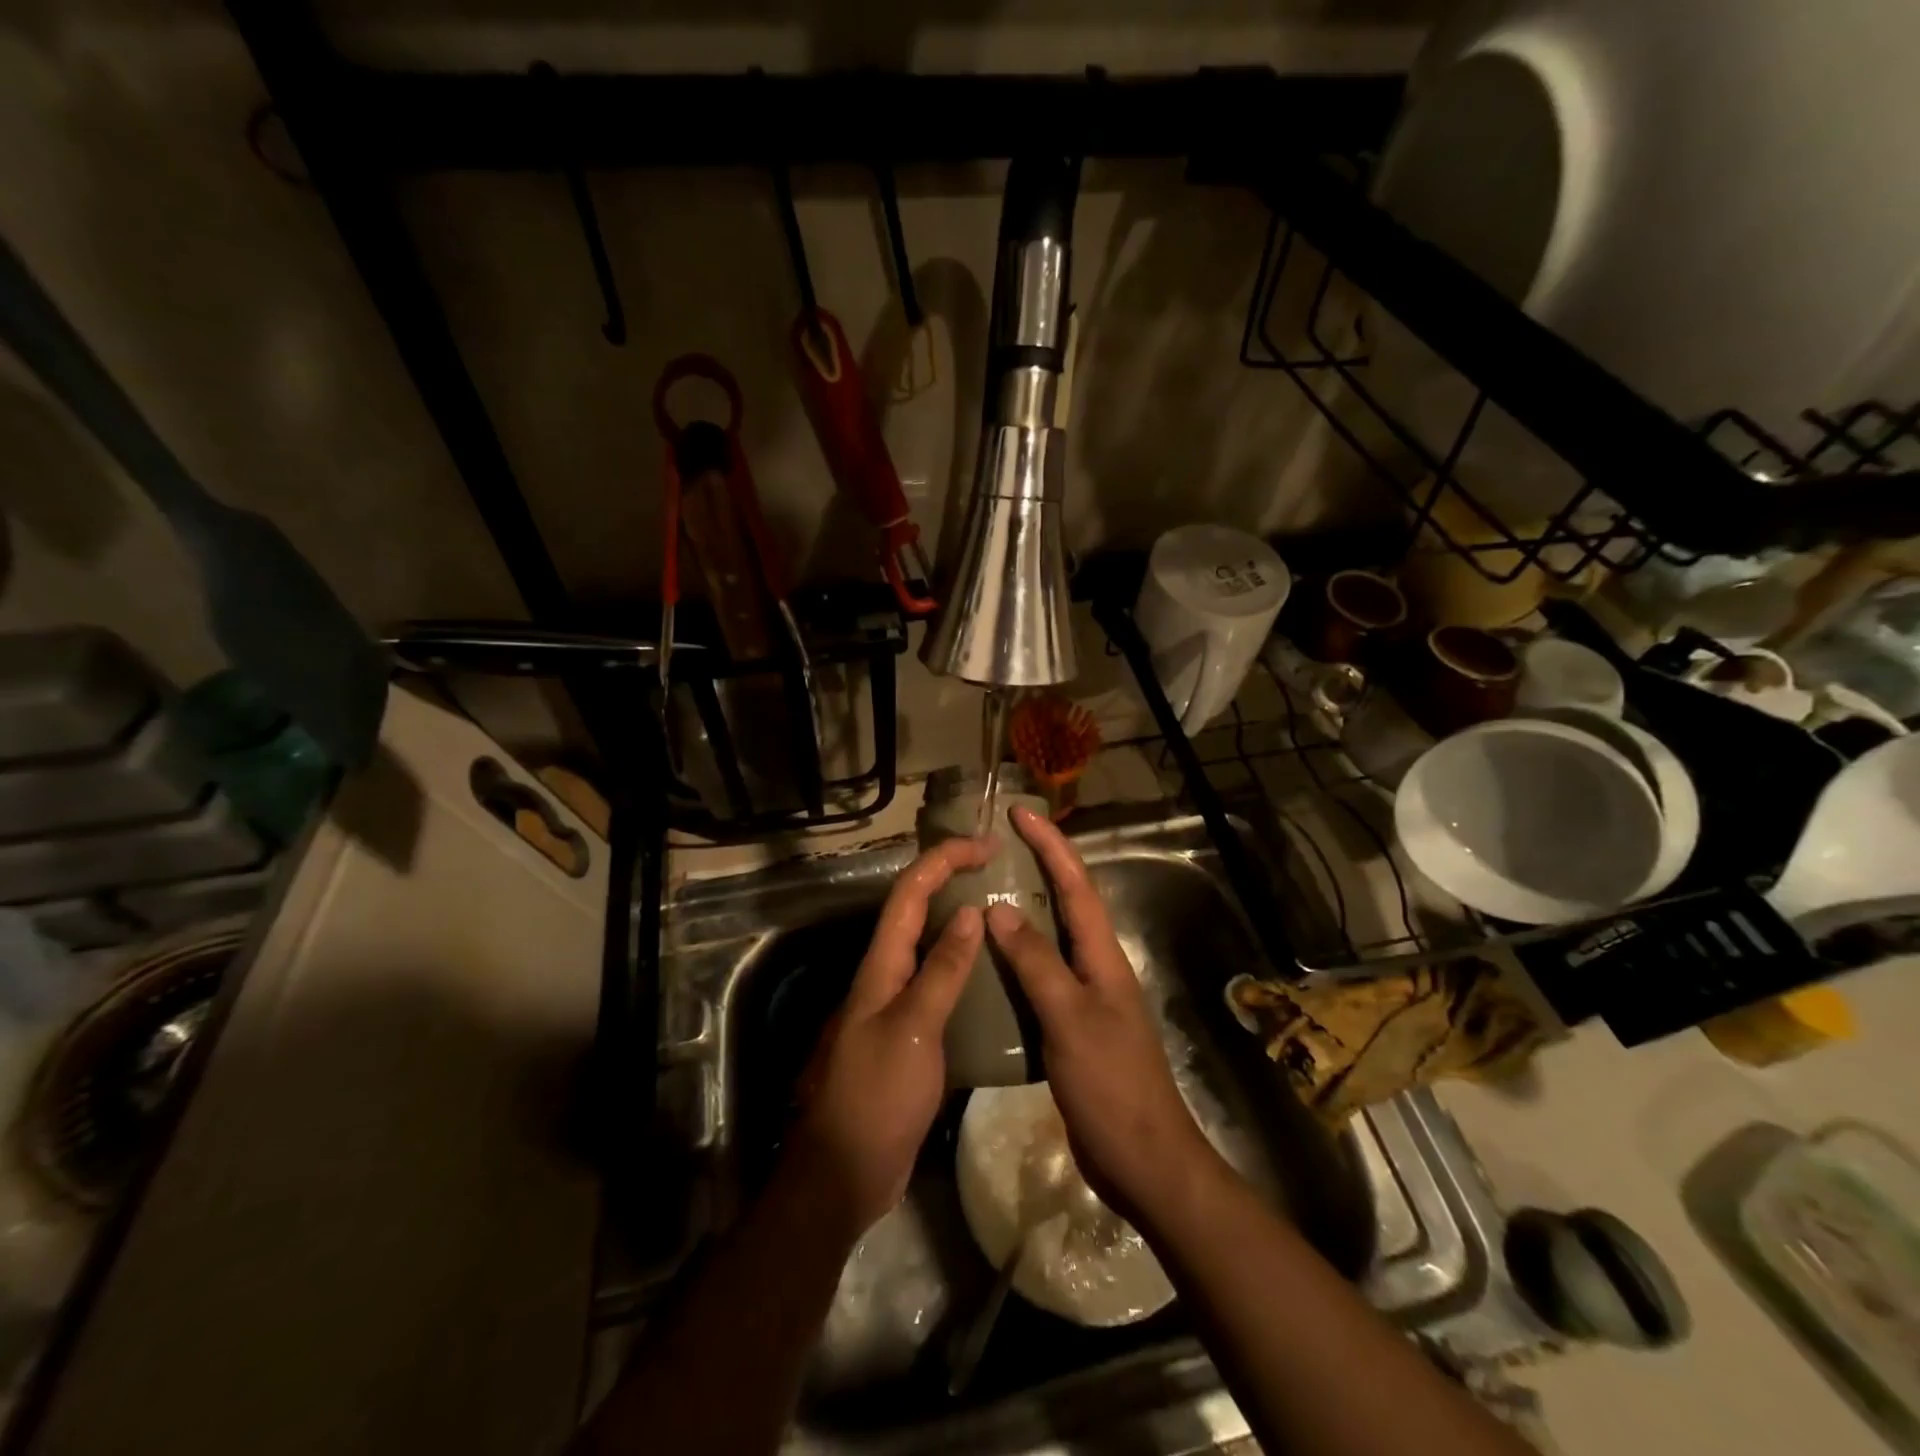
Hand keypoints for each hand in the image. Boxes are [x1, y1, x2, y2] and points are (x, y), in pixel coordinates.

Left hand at [786, 835, 994, 1239]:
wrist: (844, 1172)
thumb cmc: (877, 1096)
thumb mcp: (914, 1029)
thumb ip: (942, 971)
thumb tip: (968, 913)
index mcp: (881, 965)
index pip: (909, 892)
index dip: (943, 860)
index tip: (985, 844)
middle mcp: (884, 974)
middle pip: (915, 910)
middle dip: (950, 878)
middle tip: (997, 869)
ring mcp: (894, 1004)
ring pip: (927, 945)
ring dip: (958, 919)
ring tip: (1002, 912)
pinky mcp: (907, 1033)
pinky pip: (936, 983)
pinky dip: (961, 965)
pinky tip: (991, 976)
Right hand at [985, 806, 1217, 1226]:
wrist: (1144, 1160)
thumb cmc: (1111, 1085)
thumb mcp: (1070, 1019)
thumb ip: (1036, 963)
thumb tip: (998, 908)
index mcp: (1102, 956)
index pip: (1075, 885)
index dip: (1050, 845)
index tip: (1019, 812)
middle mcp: (1096, 966)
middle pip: (1066, 902)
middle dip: (1038, 865)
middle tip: (996, 844)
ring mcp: (1085, 996)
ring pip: (1051, 938)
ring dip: (1024, 909)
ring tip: (983, 890)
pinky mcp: (1071, 1025)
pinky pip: (1041, 975)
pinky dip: (1016, 957)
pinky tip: (988, 962)